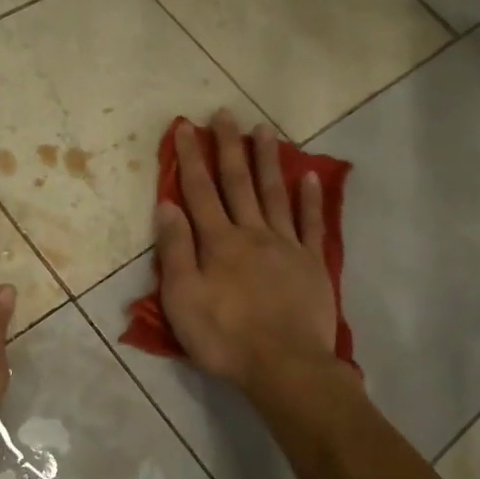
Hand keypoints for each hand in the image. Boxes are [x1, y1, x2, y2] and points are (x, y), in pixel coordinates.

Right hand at [154, 112, 342, 390]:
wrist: (284, 365)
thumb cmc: (225, 336)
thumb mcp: (183, 298)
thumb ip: (176, 250)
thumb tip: (167, 204)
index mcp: (218, 242)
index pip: (200, 191)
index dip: (190, 158)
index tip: (185, 127)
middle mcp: (252, 233)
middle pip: (238, 183)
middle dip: (229, 147)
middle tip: (226, 114)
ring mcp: (286, 245)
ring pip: (275, 194)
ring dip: (267, 161)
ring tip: (264, 130)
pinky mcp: (312, 263)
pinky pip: (311, 223)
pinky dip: (311, 198)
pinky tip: (310, 176)